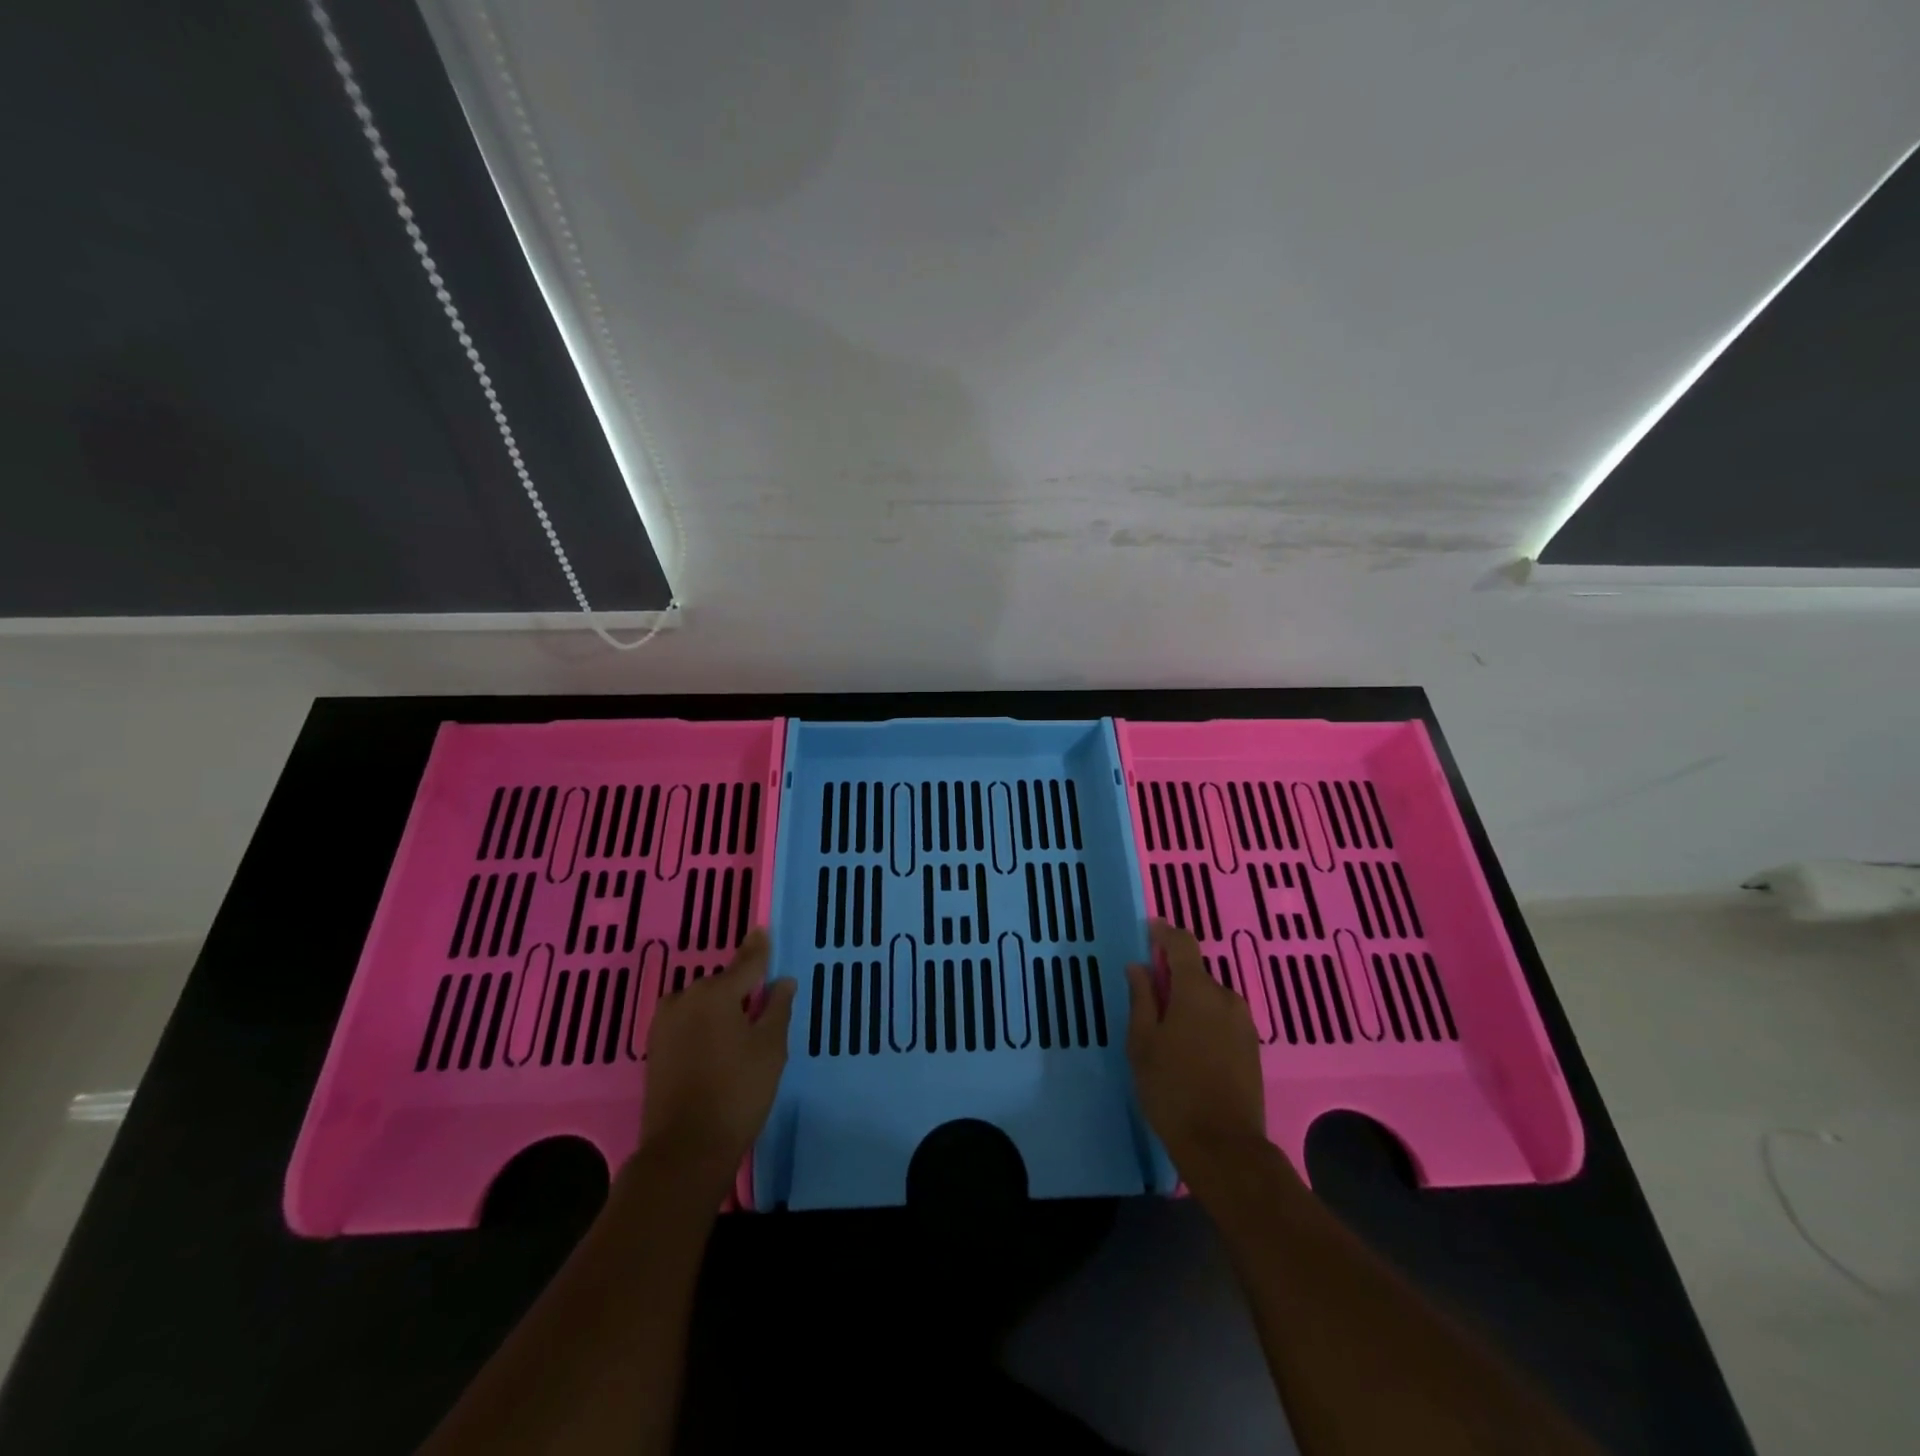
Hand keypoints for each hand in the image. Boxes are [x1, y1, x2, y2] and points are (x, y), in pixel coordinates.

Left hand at [640, 929, 795, 1179]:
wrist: (685, 1150)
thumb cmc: (738, 1092)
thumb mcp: (771, 1047)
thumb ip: (777, 1008)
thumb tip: (782, 981)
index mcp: (716, 993)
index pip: (746, 963)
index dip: (759, 949)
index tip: (763, 930)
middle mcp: (685, 998)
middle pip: (722, 984)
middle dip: (741, 989)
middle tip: (763, 1004)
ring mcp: (665, 1024)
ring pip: (702, 1004)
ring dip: (721, 1008)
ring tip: (742, 1028)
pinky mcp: (656, 1048)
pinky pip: (688, 1022)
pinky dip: (704, 1025)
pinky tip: (719, 1044)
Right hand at [1126, 921, 1268, 1179]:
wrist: (1224, 1147)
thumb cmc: (1172, 1089)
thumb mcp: (1142, 1042)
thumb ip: (1141, 998)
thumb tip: (1138, 967)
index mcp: (1197, 990)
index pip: (1182, 944)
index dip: (1164, 932)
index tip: (1149, 930)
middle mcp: (1226, 998)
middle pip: (1196, 974)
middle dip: (1173, 979)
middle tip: (1148, 1002)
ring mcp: (1244, 1023)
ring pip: (1210, 999)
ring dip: (1189, 1004)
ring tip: (1167, 1034)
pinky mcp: (1252, 1047)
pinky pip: (1223, 1020)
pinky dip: (1205, 1023)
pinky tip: (1190, 1051)